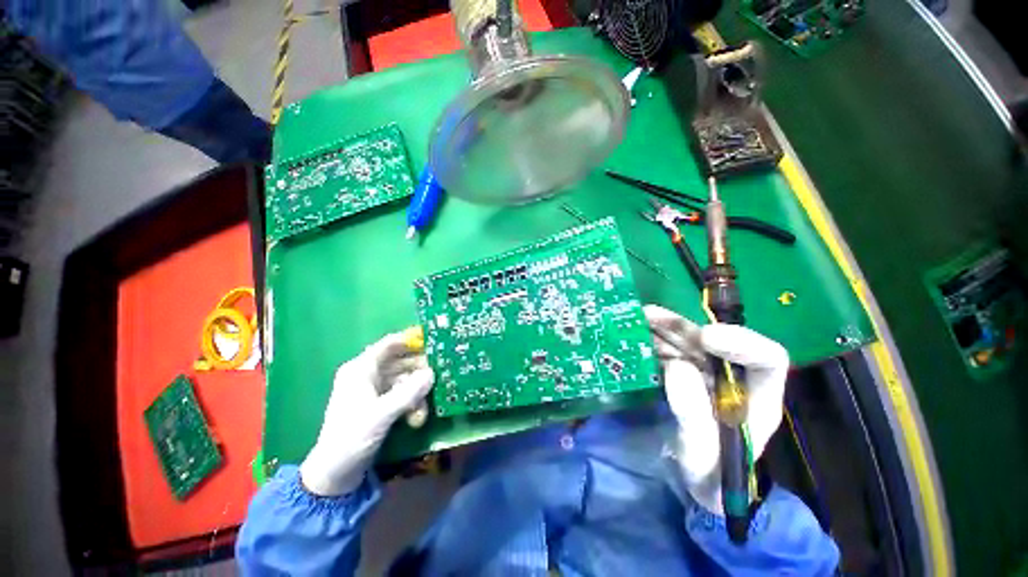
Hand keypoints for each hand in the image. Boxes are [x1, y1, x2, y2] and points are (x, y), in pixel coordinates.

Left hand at [300, 331, 433, 495]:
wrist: (335, 474)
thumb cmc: (352, 437)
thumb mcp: (382, 414)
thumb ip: (409, 392)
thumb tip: (432, 373)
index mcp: (360, 369)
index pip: (389, 345)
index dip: (410, 340)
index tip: (433, 342)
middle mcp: (367, 375)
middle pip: (400, 362)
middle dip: (419, 371)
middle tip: (439, 376)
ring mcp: (374, 390)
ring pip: (404, 380)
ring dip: (417, 392)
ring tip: (424, 410)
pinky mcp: (379, 404)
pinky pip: (402, 394)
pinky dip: (411, 403)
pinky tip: (417, 418)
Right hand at [644, 305, 788, 514]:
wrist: (698, 479)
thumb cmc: (710, 473)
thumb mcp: (702, 453)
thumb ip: (692, 413)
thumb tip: (676, 365)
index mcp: (757, 398)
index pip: (766, 359)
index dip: (741, 341)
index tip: (704, 337)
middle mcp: (733, 378)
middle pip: (715, 343)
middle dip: (683, 327)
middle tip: (651, 315)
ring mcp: (708, 374)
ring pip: (689, 343)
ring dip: (664, 328)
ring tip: (639, 317)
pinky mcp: (687, 375)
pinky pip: (671, 351)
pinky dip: (654, 341)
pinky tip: (638, 334)